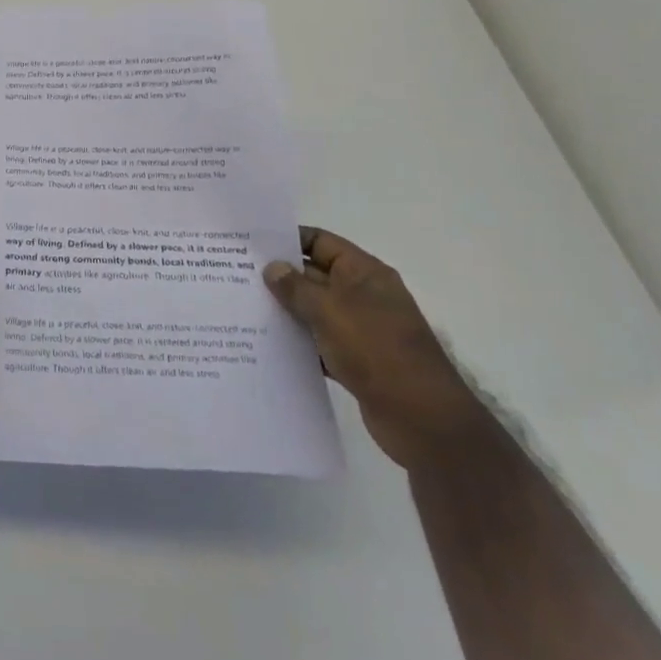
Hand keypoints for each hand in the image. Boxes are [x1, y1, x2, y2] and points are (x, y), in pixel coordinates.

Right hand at [264, 228, 491, 471]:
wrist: (423, 420)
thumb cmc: (377, 351)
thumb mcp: (331, 311)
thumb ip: (297, 288)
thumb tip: (272, 268)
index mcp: (365, 273)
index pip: (321, 242)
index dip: (288, 239)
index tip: (251, 244)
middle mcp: (364, 296)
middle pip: (315, 275)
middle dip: (280, 277)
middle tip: (236, 276)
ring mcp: (361, 330)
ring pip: (314, 311)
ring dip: (286, 312)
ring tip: (244, 309)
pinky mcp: (357, 361)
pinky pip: (320, 343)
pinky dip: (299, 343)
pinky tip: (268, 345)